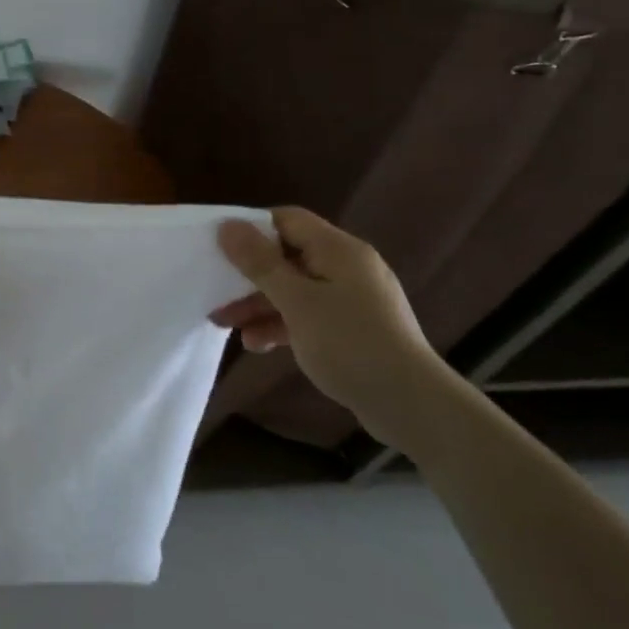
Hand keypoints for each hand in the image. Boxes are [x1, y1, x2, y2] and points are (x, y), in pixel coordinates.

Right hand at [210, 206, 446, 444]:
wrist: (413, 408)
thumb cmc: (351, 344)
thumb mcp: (297, 302)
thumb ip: (260, 263)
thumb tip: (227, 225)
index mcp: (339, 250)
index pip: (287, 220)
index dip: (251, 228)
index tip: (219, 248)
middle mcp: (347, 268)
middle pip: (287, 257)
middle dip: (249, 276)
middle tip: (215, 293)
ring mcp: (352, 300)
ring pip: (294, 289)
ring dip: (259, 304)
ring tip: (226, 325)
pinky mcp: (353, 330)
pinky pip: (308, 315)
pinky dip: (282, 324)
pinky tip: (257, 345)